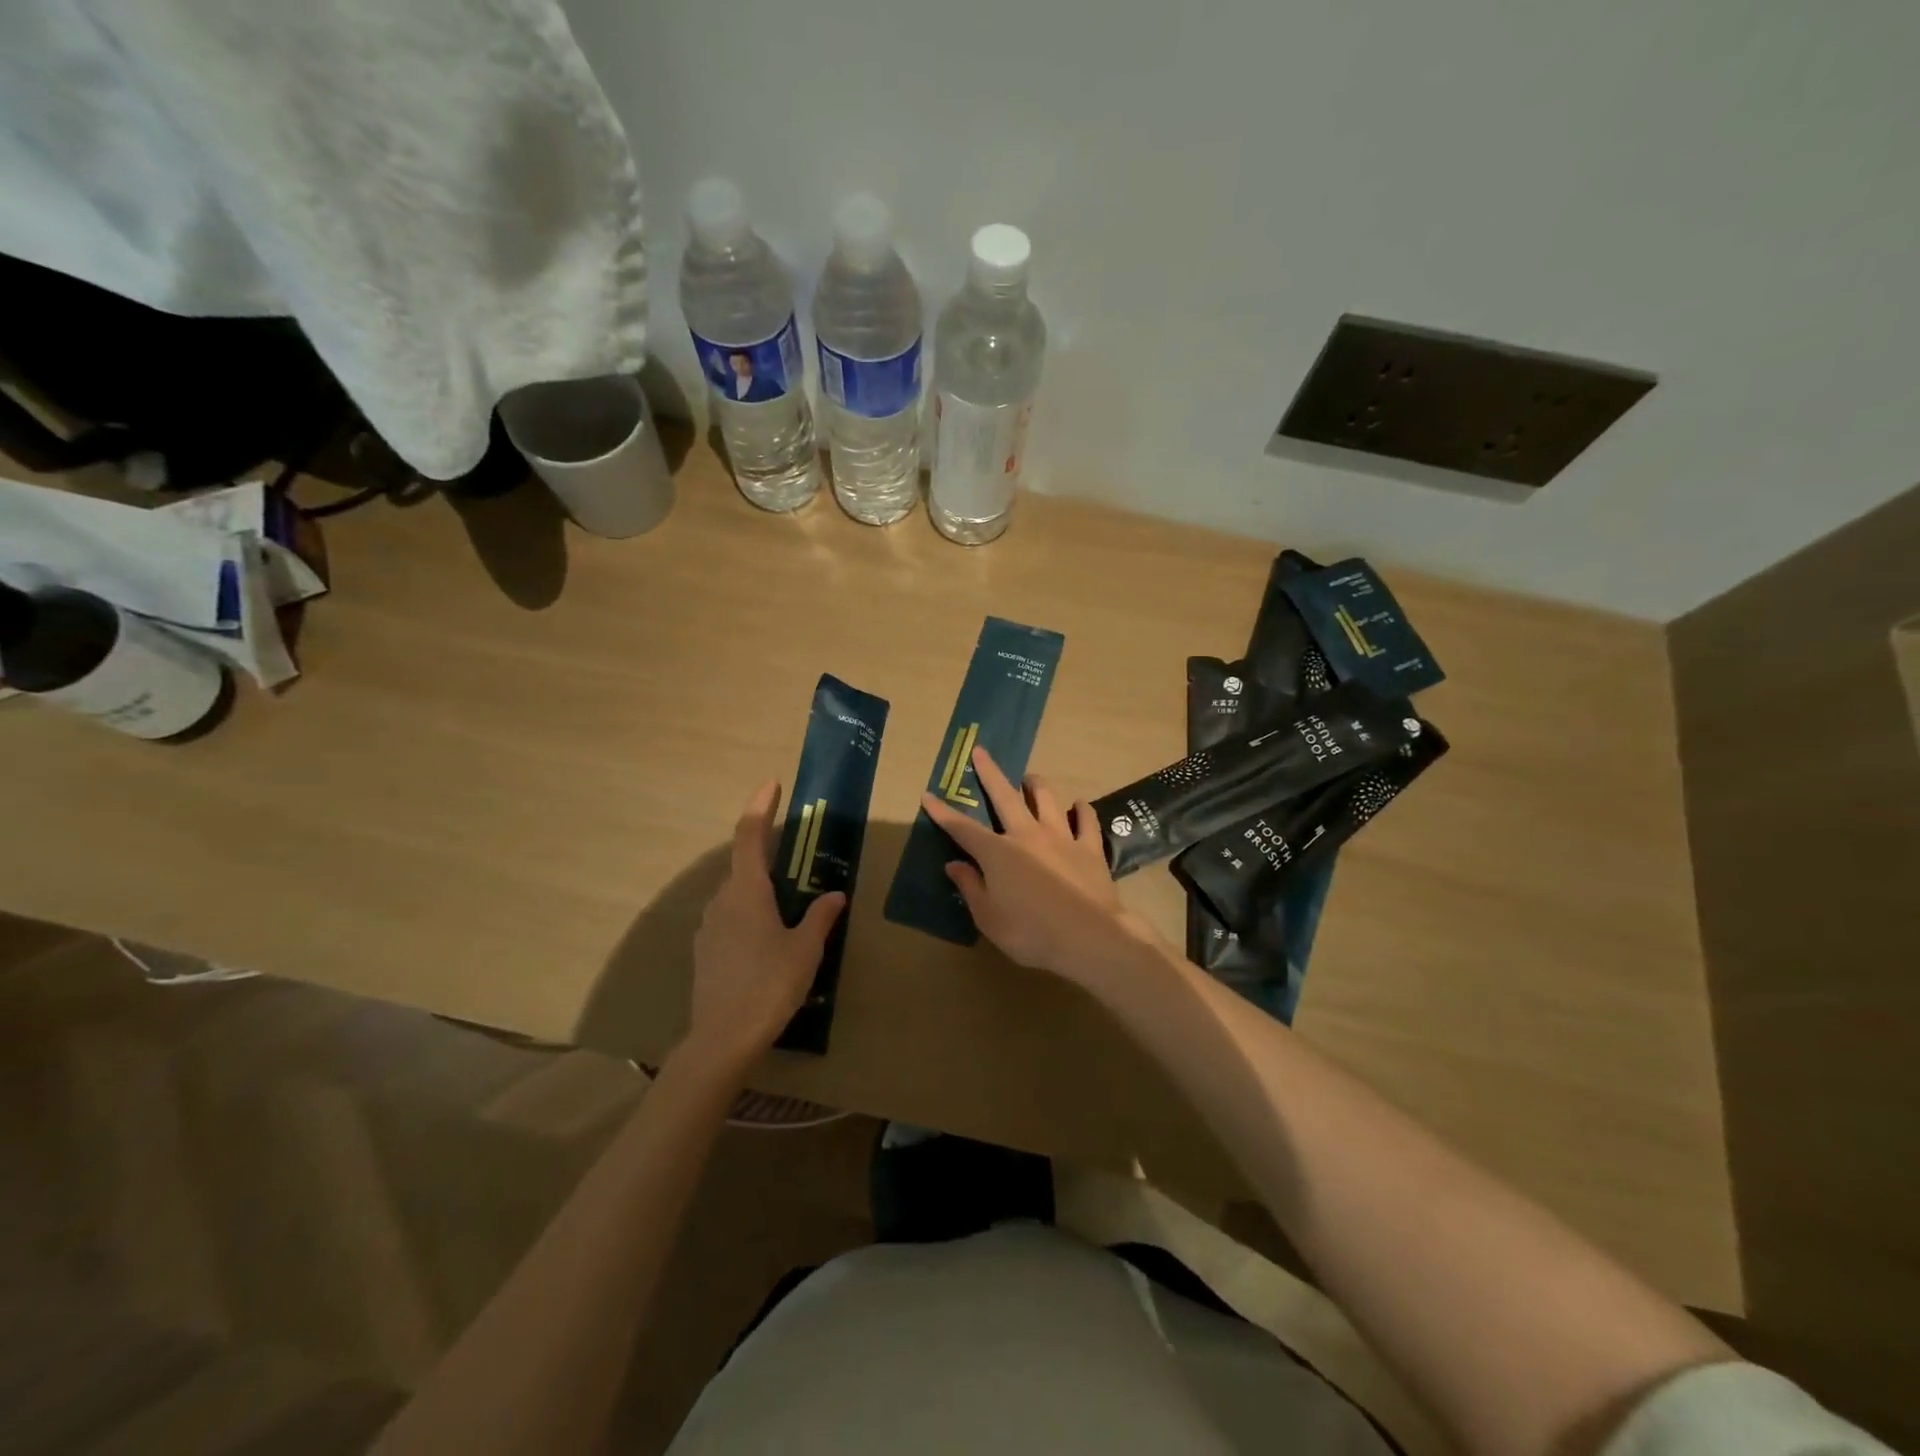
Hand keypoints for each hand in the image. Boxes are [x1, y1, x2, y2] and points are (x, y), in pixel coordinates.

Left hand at [686, 780, 845, 1068]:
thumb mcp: (805, 949)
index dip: (760, 807)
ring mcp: (709, 926)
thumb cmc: (770, 985)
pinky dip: (749, 913)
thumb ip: (820, 916)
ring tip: (788, 904)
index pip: (749, 835)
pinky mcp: (705, 950)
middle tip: (795, 855)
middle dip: (766, 852)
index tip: (772, 784)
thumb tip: (834, 895)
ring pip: (736, 893)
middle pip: (743, 864)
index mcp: (747, 892)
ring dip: (759, 887)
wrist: (723, 1038)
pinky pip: (729, 917)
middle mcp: (723, 900)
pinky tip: (768, 938)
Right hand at [922, 747, 1155, 987]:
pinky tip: (1079, 805)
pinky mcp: (1089, 848)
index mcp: (998, 853)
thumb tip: (954, 864)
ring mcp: (1061, 837)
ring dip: (1036, 785)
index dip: (943, 813)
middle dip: (990, 773)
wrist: (1090, 938)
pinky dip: (1082, 810)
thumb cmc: (1032, 933)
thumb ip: (971, 888)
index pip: (963, 829)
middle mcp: (1027, 835)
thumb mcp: (989, 919)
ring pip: (1047, 799)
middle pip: (1005, 797)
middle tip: (981, 751)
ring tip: (1030, 777)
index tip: (928, 795)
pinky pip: (1087, 821)